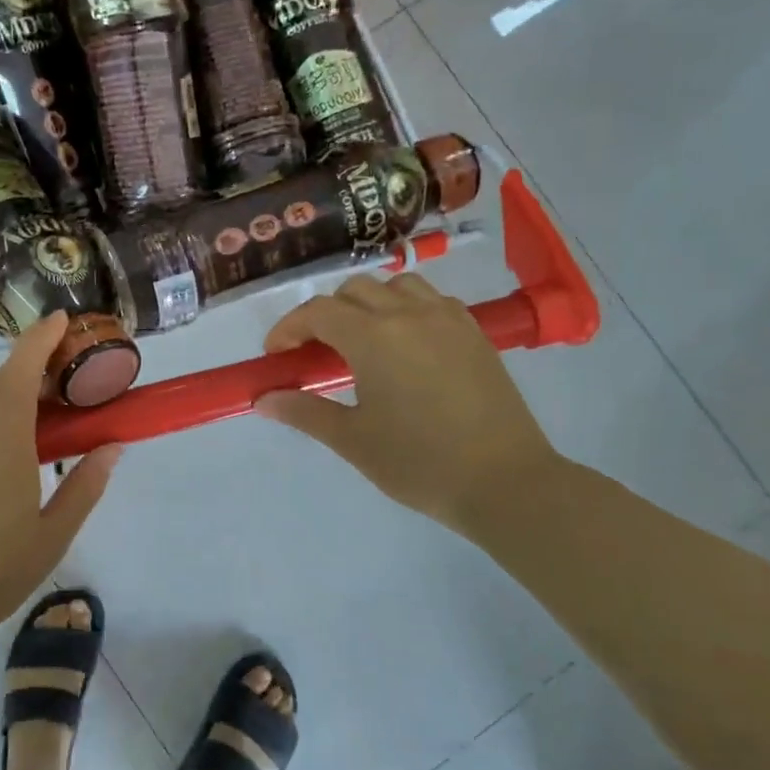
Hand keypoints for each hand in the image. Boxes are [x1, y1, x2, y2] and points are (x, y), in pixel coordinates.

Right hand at [255, 274, 559, 531]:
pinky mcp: (474, 332)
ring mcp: (447, 319)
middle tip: (315, 354)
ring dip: (368, 304)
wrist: (505, 482)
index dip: (289, 328)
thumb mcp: (352, 440)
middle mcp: (409, 314)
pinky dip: (406, 308)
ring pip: (395, 286)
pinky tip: (406, 345)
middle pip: (353, 291)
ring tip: (362, 342)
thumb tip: (264, 399)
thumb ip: (304, 412)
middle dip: (325, 315)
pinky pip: (431, 300)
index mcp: (374, 337)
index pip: (318, 312)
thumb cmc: (419, 464)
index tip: (276, 355)